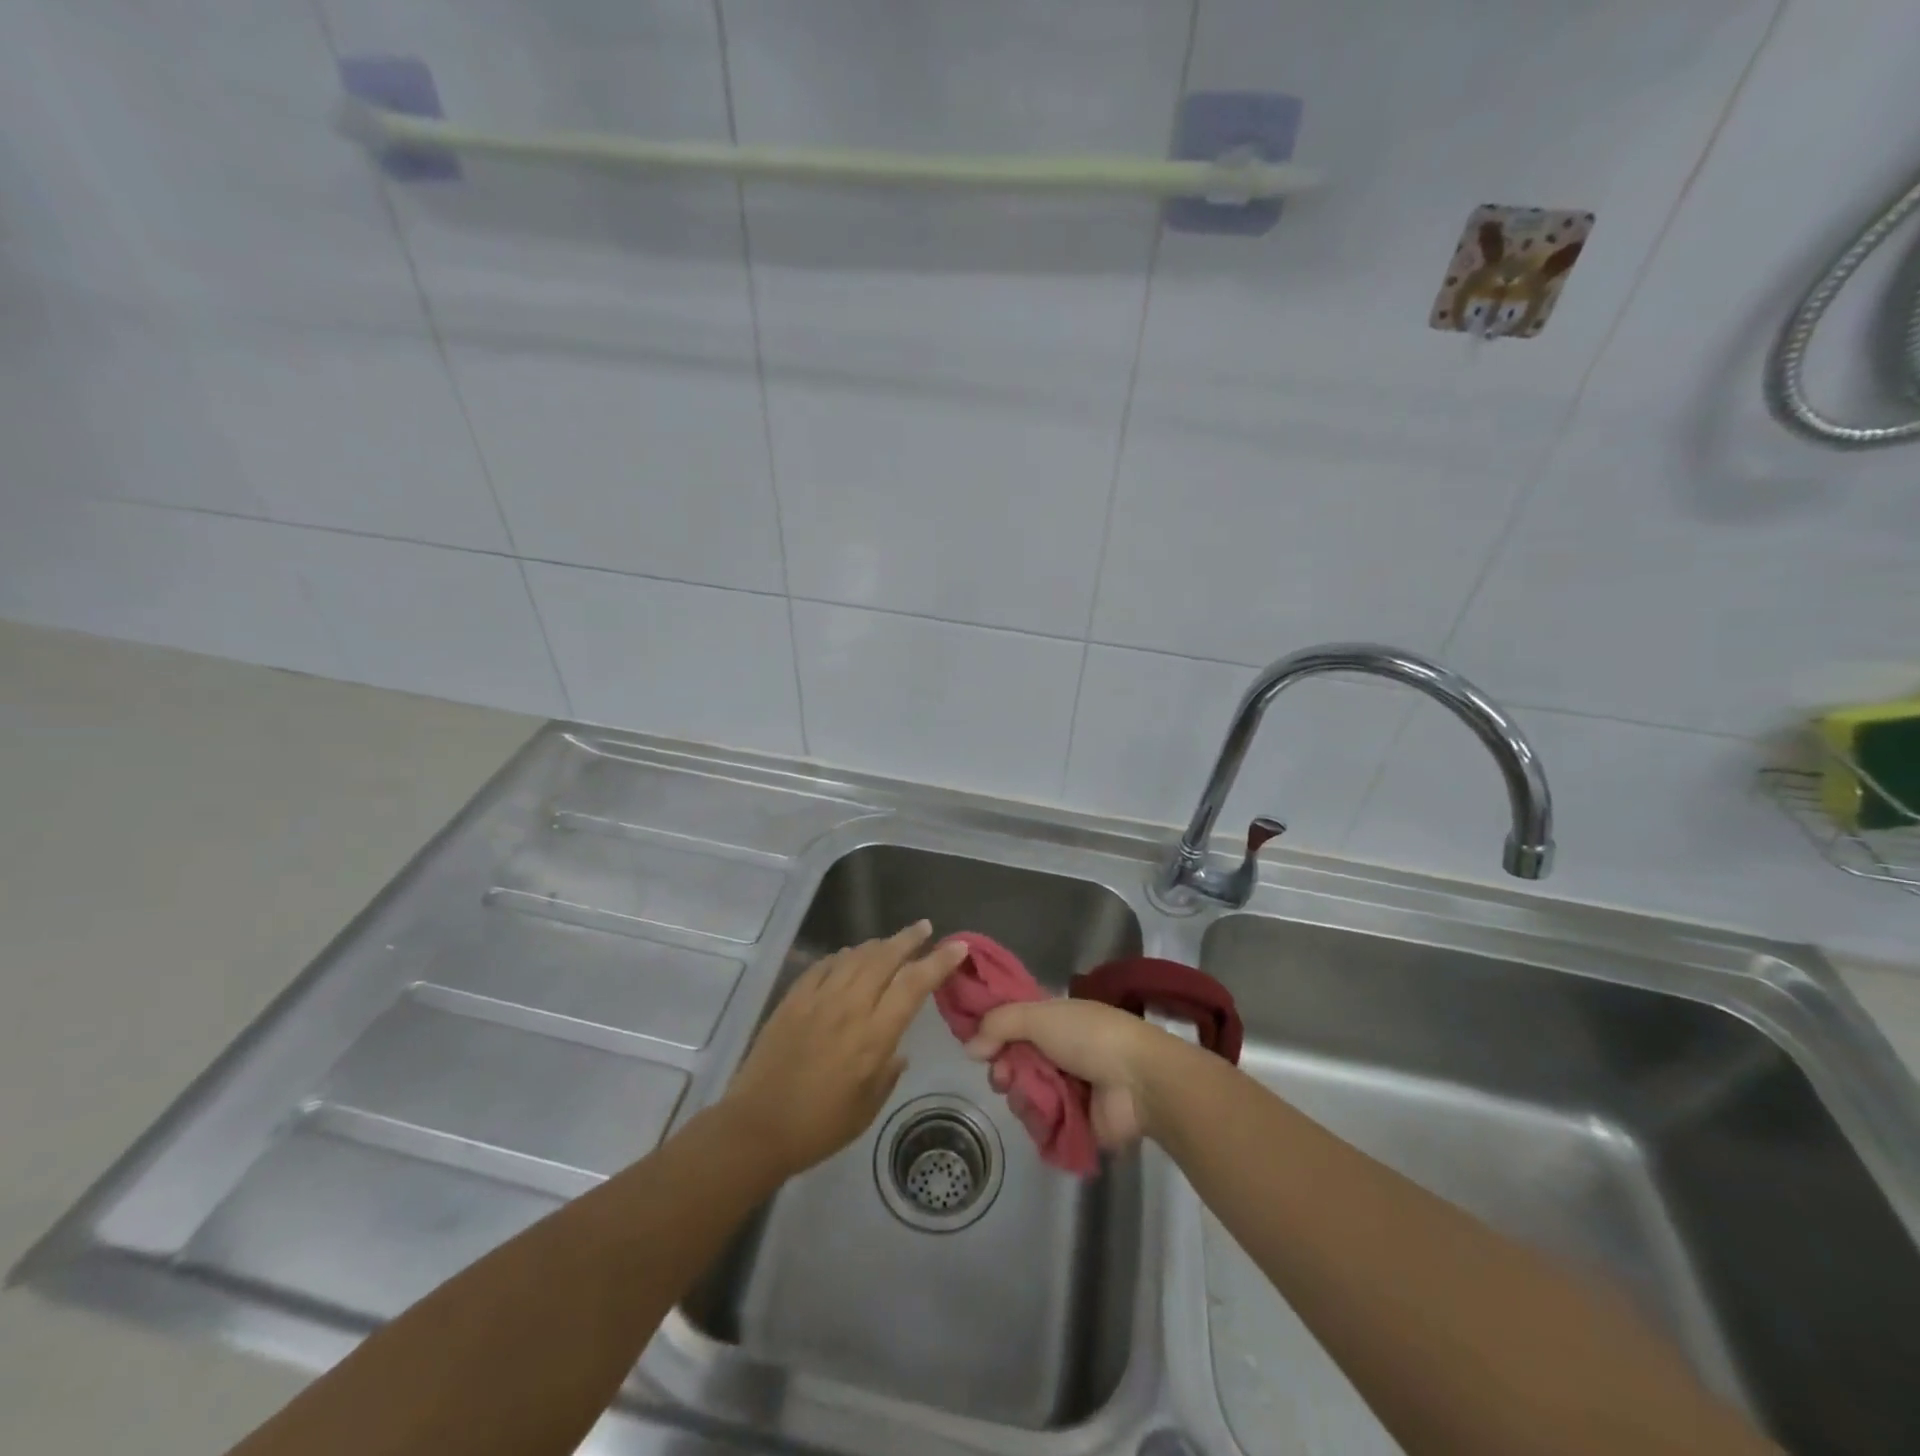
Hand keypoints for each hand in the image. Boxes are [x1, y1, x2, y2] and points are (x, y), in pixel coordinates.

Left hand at [722, 921, 965, 1178]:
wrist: (755, 1128)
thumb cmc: (819, 1127)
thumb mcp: (866, 1108)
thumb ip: (888, 1073)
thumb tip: (898, 1050)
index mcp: (873, 1036)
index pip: (913, 985)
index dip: (938, 962)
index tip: (957, 946)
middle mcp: (849, 1007)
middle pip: (885, 958)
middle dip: (908, 939)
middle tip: (924, 929)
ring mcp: (818, 999)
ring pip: (855, 956)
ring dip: (878, 945)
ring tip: (891, 942)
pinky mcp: (793, 999)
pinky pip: (823, 966)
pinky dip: (842, 957)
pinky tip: (848, 958)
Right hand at [963, 998, 1178, 1150]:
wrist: (1139, 1081)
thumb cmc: (1089, 1037)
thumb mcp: (1040, 1016)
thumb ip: (999, 1024)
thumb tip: (970, 1047)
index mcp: (1055, 1020)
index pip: (1013, 1025)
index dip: (993, 1034)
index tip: (977, 1045)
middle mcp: (1058, 1050)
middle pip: (1013, 1062)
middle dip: (1002, 1069)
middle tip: (1003, 1076)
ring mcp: (1067, 1087)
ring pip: (1024, 1093)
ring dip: (1020, 1095)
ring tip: (1029, 1096)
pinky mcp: (1074, 1122)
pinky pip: (1041, 1123)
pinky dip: (1038, 1120)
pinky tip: (1043, 1116)